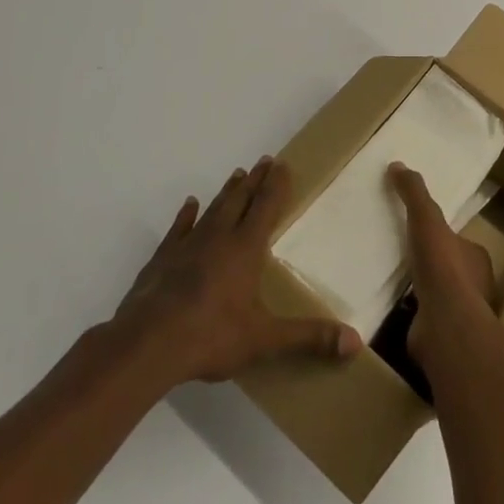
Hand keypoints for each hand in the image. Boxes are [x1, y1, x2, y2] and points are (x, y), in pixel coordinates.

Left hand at [109, 157, 360, 388]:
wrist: (147, 343)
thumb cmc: (211, 335)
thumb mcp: (265, 339)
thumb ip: (308, 337)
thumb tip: (355, 342)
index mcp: (246, 249)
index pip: (266, 207)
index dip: (276, 185)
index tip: (282, 164)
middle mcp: (219, 237)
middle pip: (241, 200)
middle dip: (255, 180)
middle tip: (264, 160)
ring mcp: (188, 245)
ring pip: (213, 210)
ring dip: (227, 192)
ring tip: (237, 175)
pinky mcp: (163, 259)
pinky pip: (179, 229)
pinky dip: (186, 216)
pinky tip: (190, 205)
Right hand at [388, 162, 497, 370]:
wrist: (445, 324)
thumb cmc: (442, 266)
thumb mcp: (426, 218)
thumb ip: (414, 192)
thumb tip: (397, 164)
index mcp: (476, 257)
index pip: (459, 240)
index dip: (441, 235)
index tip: (421, 230)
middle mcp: (474, 285)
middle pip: (449, 268)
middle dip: (430, 263)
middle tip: (403, 254)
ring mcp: (459, 313)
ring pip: (438, 295)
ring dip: (420, 289)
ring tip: (392, 281)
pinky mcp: (442, 336)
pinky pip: (424, 318)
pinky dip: (411, 313)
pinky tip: (391, 308)